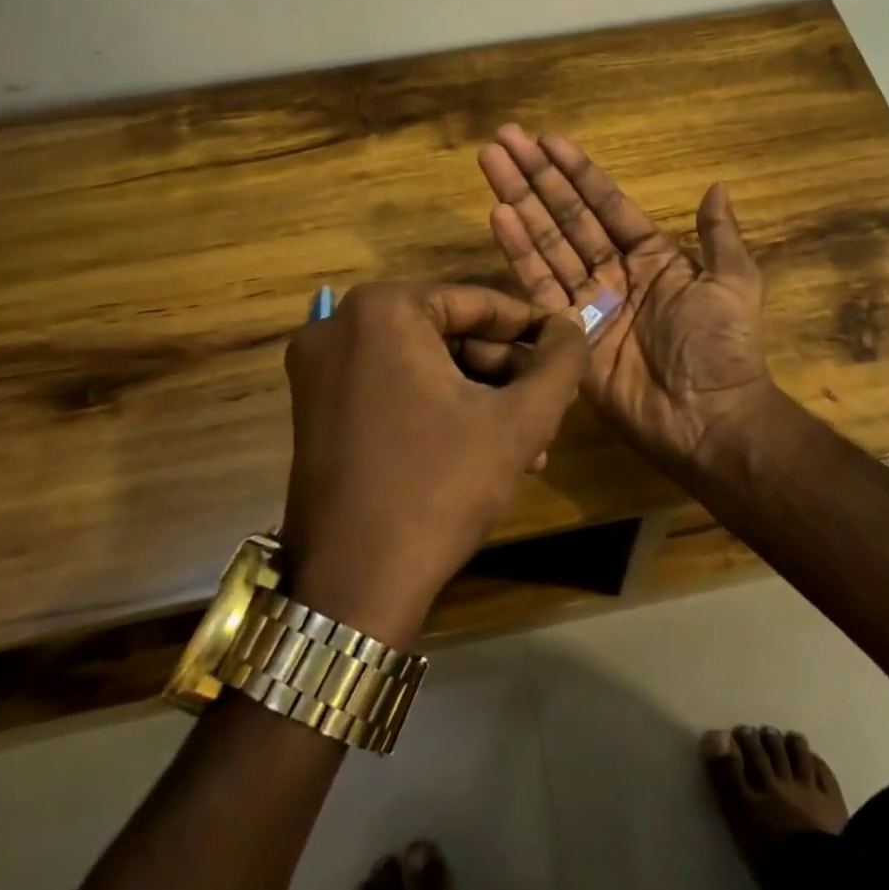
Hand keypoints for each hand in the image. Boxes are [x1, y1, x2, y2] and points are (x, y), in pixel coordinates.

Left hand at [281, 282, 587, 646]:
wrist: (353, 586)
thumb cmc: (439, 488)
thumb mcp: (519, 421)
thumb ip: (561, 363)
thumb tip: (573, 328)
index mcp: (382, 311)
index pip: (478, 303)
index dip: (532, 328)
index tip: (568, 348)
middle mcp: (339, 326)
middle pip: (450, 335)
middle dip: (506, 373)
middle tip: (550, 404)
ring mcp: (319, 370)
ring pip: (425, 365)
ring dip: (481, 397)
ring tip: (532, 441)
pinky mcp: (314, 408)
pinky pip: (394, 389)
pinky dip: (441, 409)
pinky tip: (486, 450)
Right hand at [477, 125, 775, 473]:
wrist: (709, 416)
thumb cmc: (723, 345)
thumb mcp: (734, 282)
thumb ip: (720, 235)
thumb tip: (718, 186)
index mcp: (651, 256)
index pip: (606, 204)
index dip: (577, 172)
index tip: (548, 139)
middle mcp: (613, 272)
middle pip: (567, 216)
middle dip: (536, 177)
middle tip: (503, 139)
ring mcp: (587, 302)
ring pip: (546, 242)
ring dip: (518, 202)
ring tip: (491, 163)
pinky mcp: (566, 332)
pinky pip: (538, 285)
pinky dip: (518, 250)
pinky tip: (498, 214)